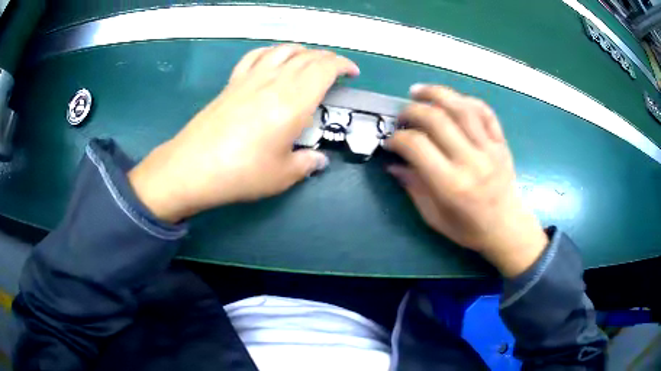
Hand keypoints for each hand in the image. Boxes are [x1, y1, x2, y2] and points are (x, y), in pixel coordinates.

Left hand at [128, 45, 359, 222]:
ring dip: (302, 51)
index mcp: (294, 101)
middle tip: (335, 70)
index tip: (352, 74)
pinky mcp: (232, 82)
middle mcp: (274, 81)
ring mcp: (250, 78)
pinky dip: (271, 52)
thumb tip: (318, 160)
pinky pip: (255, 56)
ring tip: (309, 61)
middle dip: (327, 58)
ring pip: (283, 50)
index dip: (343, 65)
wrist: (193, 167)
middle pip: (307, 56)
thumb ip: (306, 164)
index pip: (325, 68)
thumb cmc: (242, 173)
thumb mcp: (282, 175)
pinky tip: (273, 59)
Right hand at [385, 85, 547, 276]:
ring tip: (419, 91)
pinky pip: (485, 112)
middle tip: (402, 115)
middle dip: (412, 111)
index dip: (397, 138)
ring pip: (462, 108)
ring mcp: (489, 149)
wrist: (506, 228)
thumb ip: (414, 188)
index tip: (390, 141)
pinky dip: (466, 100)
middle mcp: (471, 161)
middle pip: (437, 120)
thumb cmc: (469, 229)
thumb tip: (393, 164)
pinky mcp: (501, 143)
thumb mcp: (434, 217)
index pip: (417, 146)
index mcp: (451, 185)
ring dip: (436, 94)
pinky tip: (452, 100)